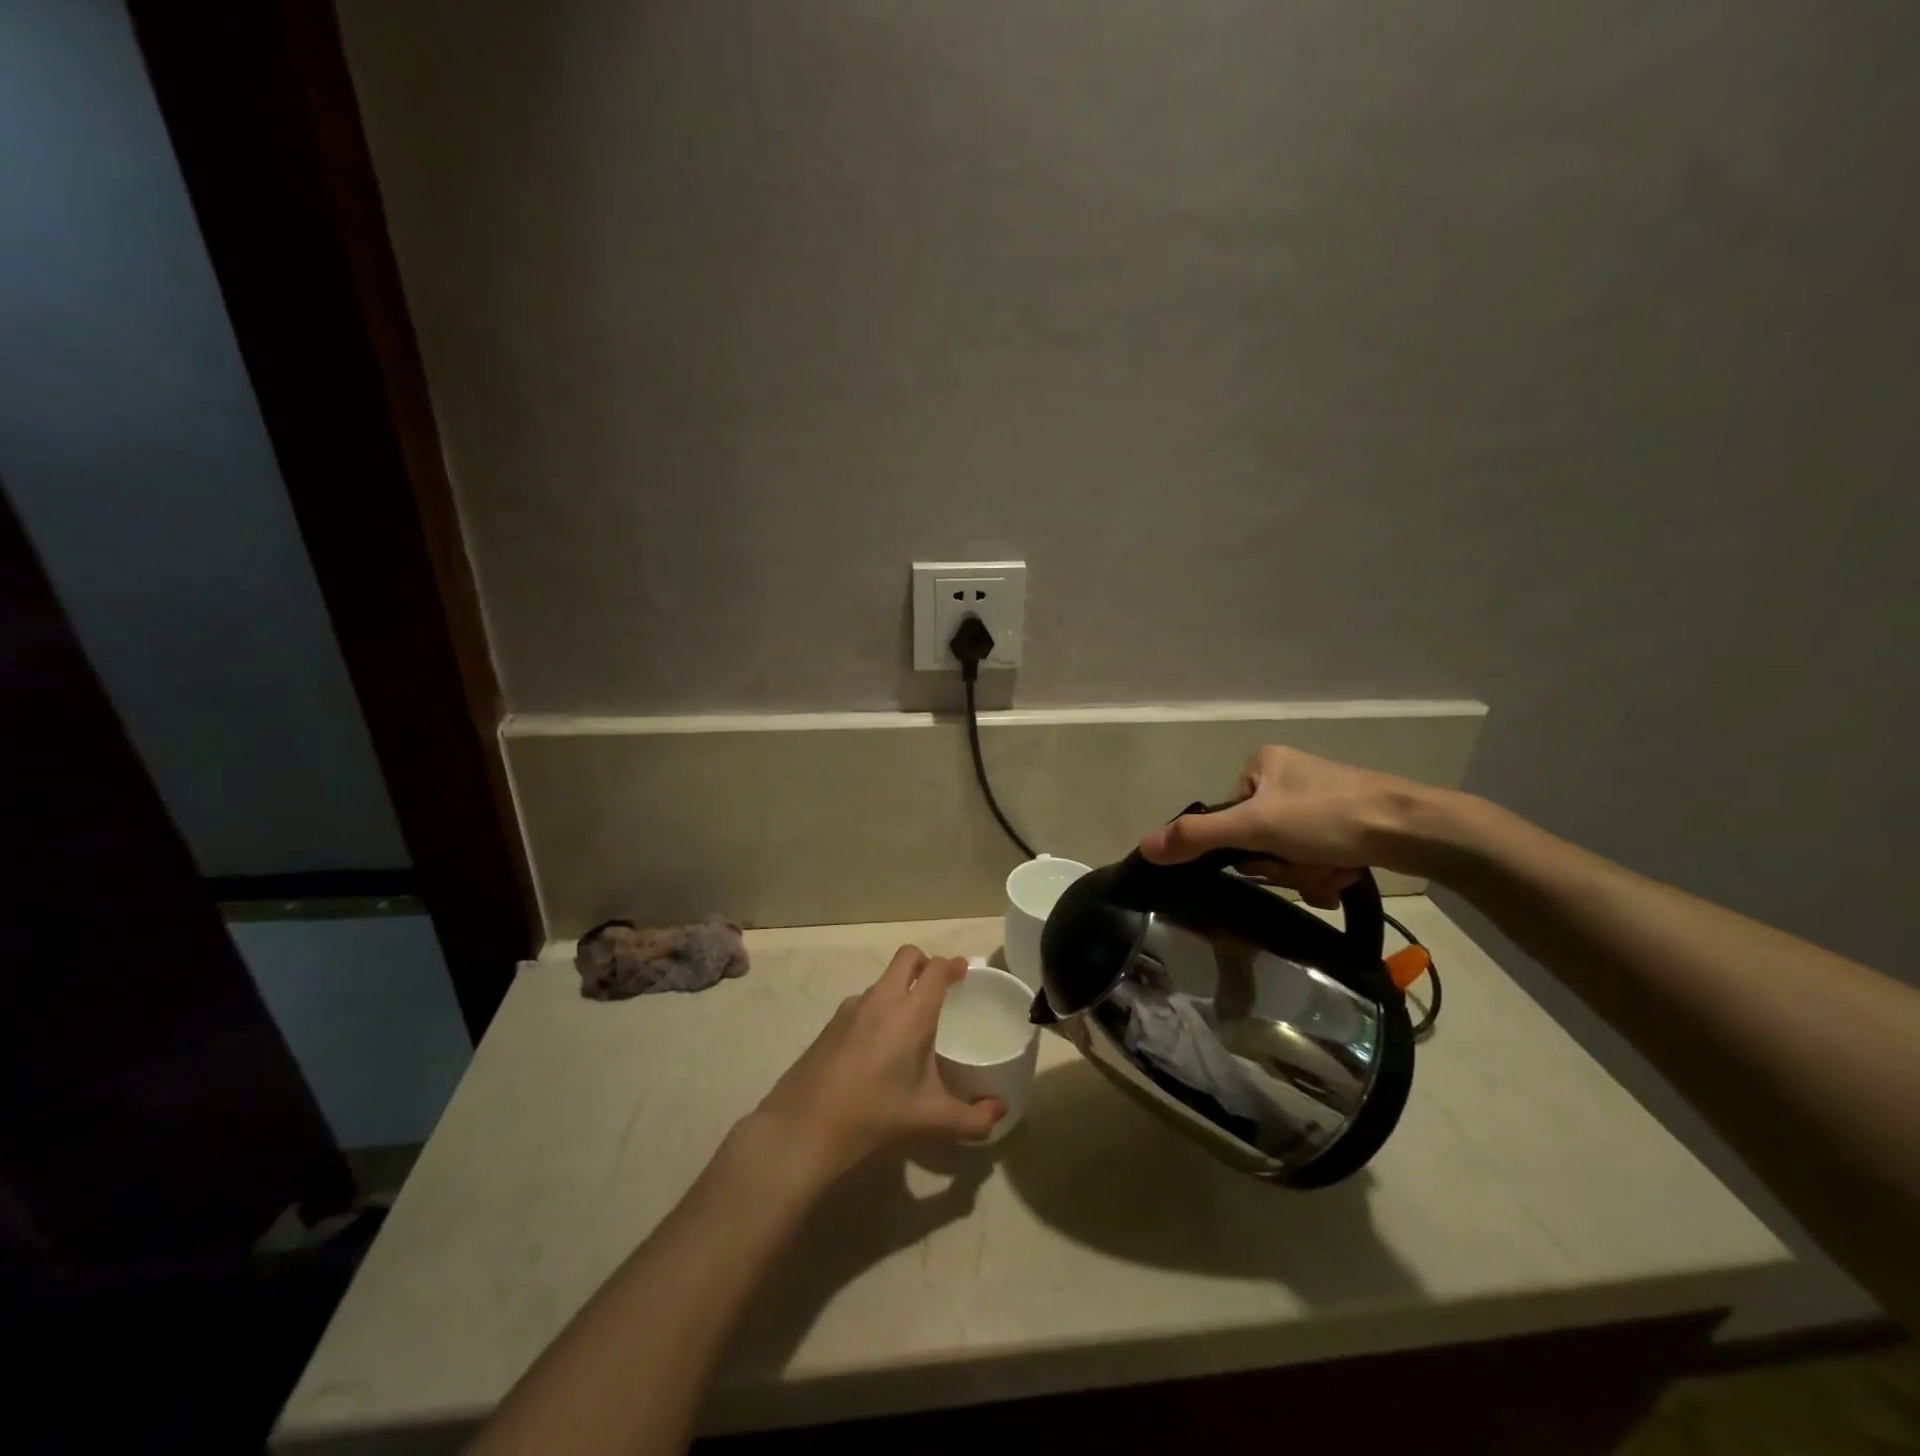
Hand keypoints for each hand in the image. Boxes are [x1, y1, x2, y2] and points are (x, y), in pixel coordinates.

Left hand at [750, 946, 1004, 1185]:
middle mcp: (882, 998)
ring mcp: (852, 1007)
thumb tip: (1000, 1111)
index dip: (952, 966)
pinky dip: (878, 1009)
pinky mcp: (831, 1023)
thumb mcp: (931, 1120)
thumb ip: (973, 1119)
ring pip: (883, 980)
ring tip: (910, 1024)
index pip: (936, 968)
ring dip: (899, 987)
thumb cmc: (875, 1114)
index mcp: (911, 1011)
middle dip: (925, 963)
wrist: (804, 1126)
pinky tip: (878, 1047)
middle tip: (939, 988)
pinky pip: (863, 1002)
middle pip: (907, 956)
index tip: (963, 974)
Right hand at [1138, 745, 1441, 907]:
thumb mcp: (1256, 827)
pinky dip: (1326, 872)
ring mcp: (1319, 799)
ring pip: (1289, 854)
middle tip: (1306, 864)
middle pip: (1259, 840)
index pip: (1228, 818)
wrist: (1417, 829)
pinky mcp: (1348, 822)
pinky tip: (1347, 871)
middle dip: (1282, 864)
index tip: (1271, 856)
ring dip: (1306, 873)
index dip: (1245, 848)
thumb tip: (1144, 847)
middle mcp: (1288, 776)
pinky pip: (1316, 856)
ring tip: (1333, 869)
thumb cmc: (1329, 817)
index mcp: (1262, 764)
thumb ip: (1197, 837)